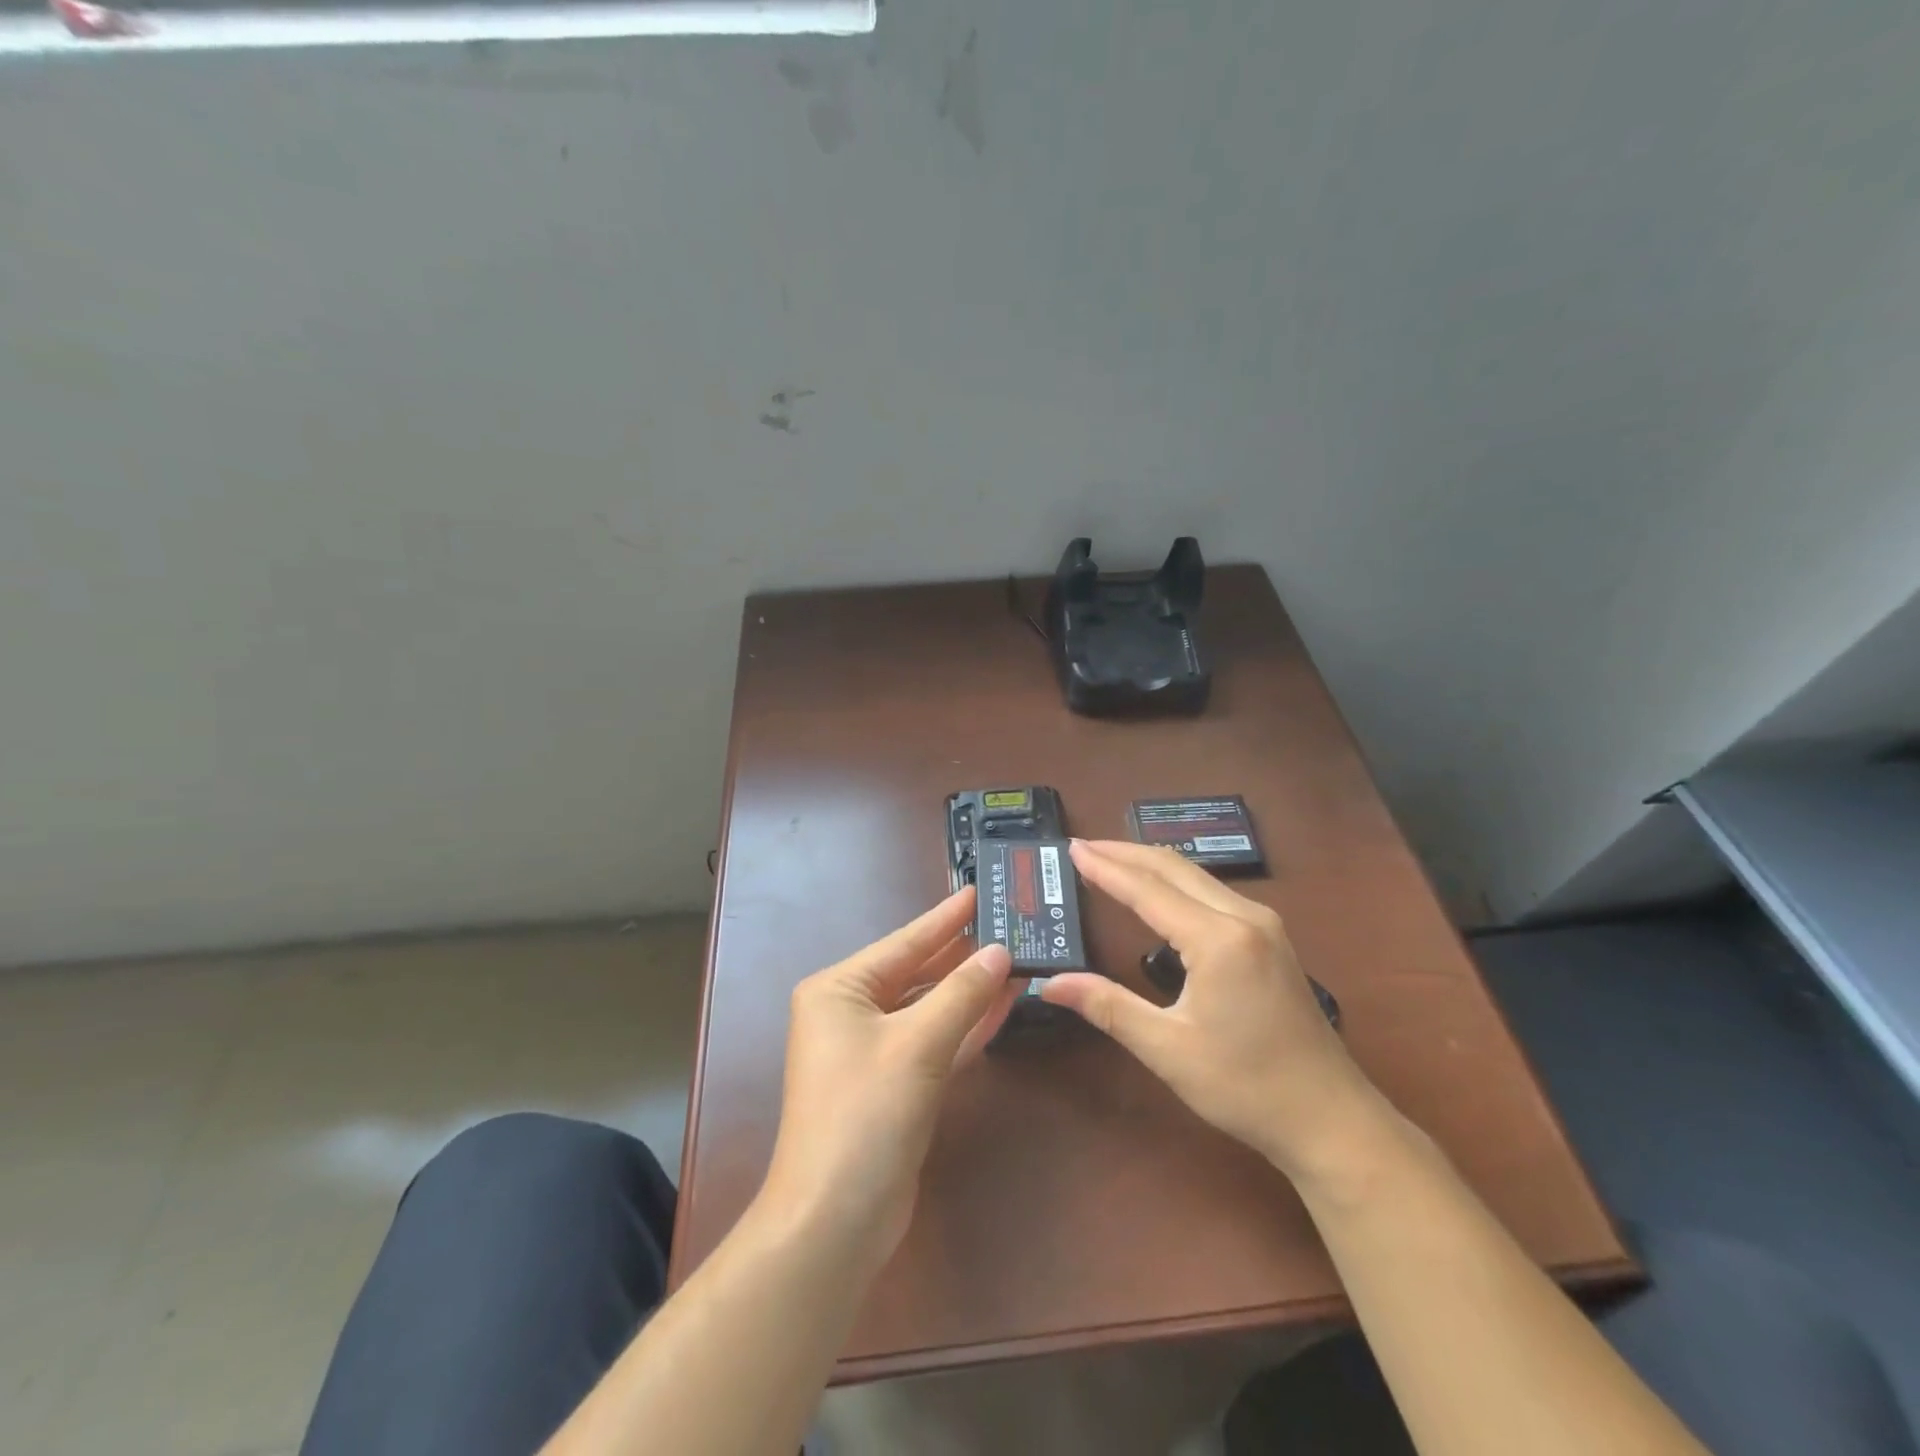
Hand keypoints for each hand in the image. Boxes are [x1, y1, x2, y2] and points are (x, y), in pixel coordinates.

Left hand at [759, 887, 1016, 1266]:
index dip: (945, 918)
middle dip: (962, 953)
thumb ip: (962, 994)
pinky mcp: (894, 1086)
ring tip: (1015, 958)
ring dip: (970, 990)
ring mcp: (872, 1051)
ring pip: (930, 1008)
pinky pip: (934, 1042)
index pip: (904, 942)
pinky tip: (1003, 1005)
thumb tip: (1000, 951)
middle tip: (1008, 923)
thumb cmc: (865, 1114)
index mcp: (839, 990)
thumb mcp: (917, 1045)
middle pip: (917, 973)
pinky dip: (965, 1027)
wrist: (835, 1221)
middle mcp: (851, 1013)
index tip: (980, 891)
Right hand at [1040, 840, 1382, 1182]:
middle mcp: (1243, 917)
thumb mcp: (1168, 1049)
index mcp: (1218, 939)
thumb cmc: (1246, 1087)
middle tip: (1083, 847)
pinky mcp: (1270, 938)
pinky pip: (1212, 891)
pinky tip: (1157, 891)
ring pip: (1196, 875)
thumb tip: (1050, 983)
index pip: (1148, 890)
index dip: (1106, 867)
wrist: (1331, 1119)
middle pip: (1174, 868)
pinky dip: (1175, 881)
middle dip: (1125, 853)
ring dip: (1150, 864)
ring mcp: (1263, 924)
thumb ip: (1108, 1006)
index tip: (1072, 847)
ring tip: (1110, 860)